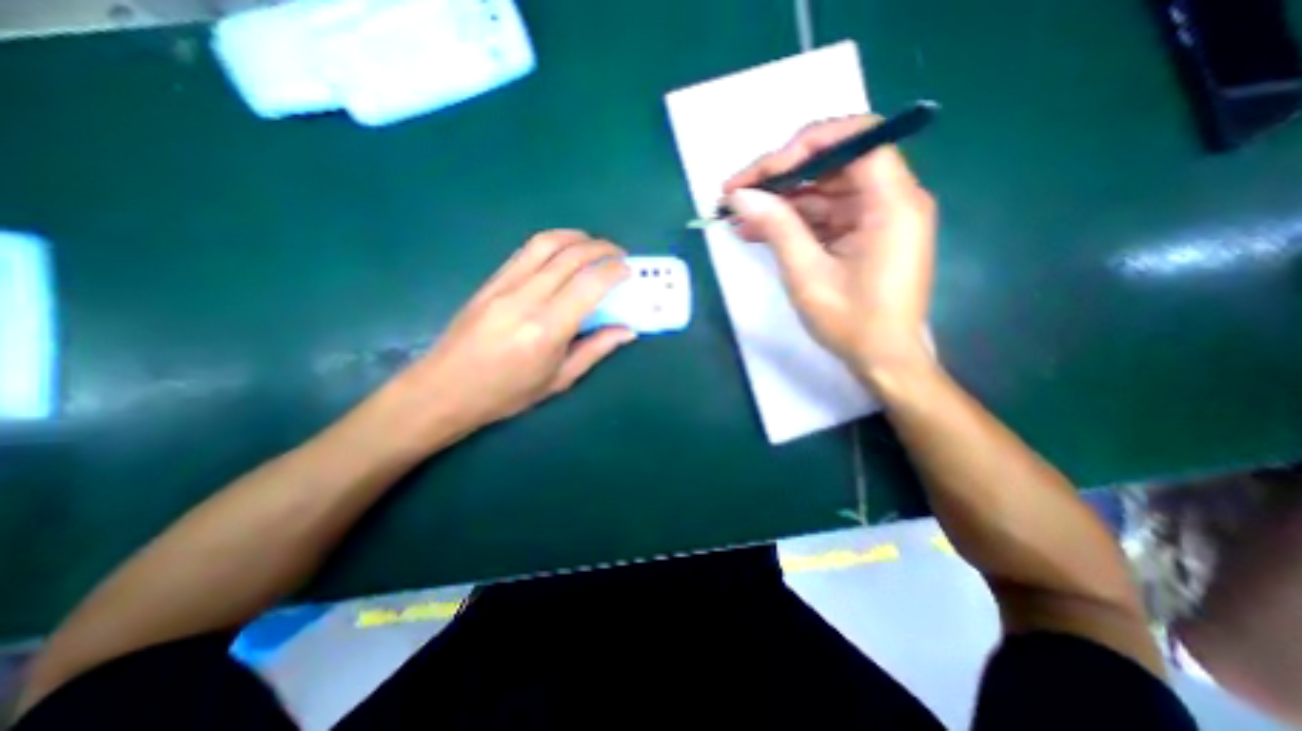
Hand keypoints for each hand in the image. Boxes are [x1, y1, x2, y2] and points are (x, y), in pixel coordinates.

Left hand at [384, 230, 634, 443]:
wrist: (444, 390)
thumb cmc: (507, 394)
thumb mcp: (559, 380)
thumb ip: (596, 350)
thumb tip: (628, 331)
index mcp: (546, 330)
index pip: (589, 285)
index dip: (614, 271)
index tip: (629, 270)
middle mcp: (526, 300)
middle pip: (570, 256)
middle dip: (601, 248)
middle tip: (619, 255)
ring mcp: (504, 286)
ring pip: (546, 244)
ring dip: (576, 237)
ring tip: (594, 245)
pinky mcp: (490, 281)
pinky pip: (526, 251)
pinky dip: (552, 243)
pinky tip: (564, 251)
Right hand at [722, 114, 936, 377]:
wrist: (882, 360)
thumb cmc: (852, 322)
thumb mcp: (808, 274)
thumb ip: (777, 227)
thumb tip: (740, 196)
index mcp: (893, 203)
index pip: (855, 140)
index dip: (805, 147)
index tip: (763, 173)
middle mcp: (892, 200)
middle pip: (834, 164)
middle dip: (782, 176)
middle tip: (737, 193)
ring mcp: (877, 218)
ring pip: (824, 192)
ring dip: (781, 203)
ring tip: (738, 216)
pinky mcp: (864, 235)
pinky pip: (825, 216)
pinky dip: (793, 222)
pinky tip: (758, 230)